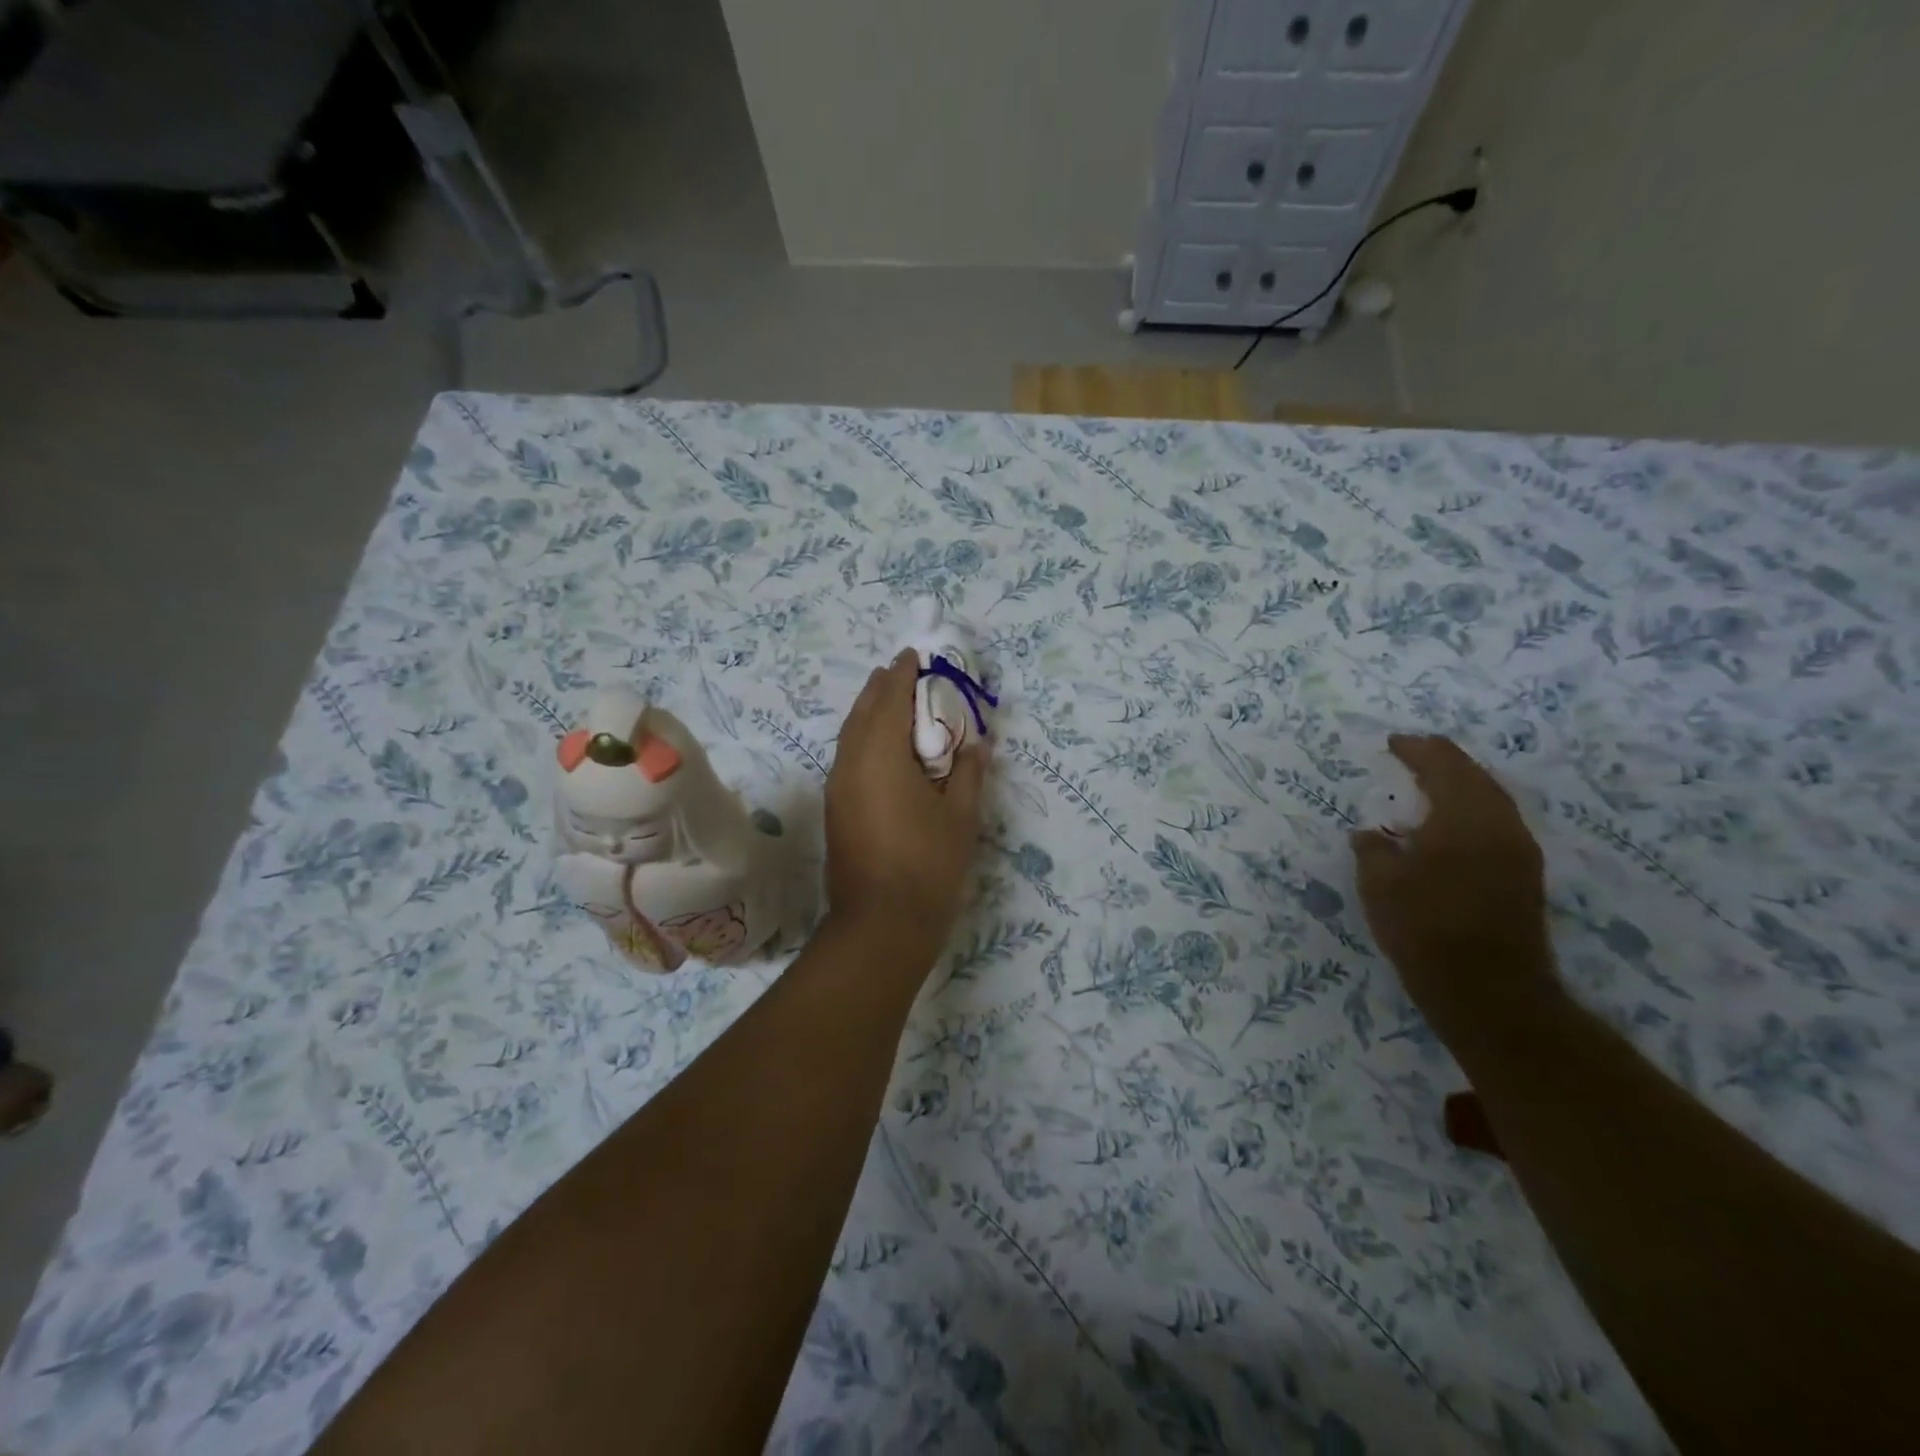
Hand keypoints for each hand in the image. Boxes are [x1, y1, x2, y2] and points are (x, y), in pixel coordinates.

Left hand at [825, 650, 985, 967]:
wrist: (880, 924)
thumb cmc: (928, 865)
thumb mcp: (961, 817)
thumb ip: (969, 773)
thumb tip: (977, 744)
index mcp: (882, 756)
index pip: (891, 700)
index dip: (903, 674)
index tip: (913, 654)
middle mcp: (852, 763)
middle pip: (863, 712)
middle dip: (881, 687)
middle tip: (901, 670)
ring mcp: (838, 787)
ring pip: (850, 735)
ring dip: (869, 712)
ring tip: (889, 699)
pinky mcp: (835, 808)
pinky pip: (847, 756)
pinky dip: (863, 738)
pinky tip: (880, 746)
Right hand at [1350, 735, 1560, 1050]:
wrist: (1489, 991)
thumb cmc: (1426, 928)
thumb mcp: (1380, 884)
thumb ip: (1373, 850)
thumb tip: (1370, 836)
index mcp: (1465, 818)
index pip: (1444, 765)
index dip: (1417, 750)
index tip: (1394, 743)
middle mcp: (1501, 826)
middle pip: (1475, 777)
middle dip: (1443, 762)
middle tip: (1414, 754)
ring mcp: (1519, 853)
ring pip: (1491, 801)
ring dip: (1461, 786)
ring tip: (1430, 785)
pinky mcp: (1524, 877)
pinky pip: (1496, 824)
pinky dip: (1471, 811)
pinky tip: (1449, 826)